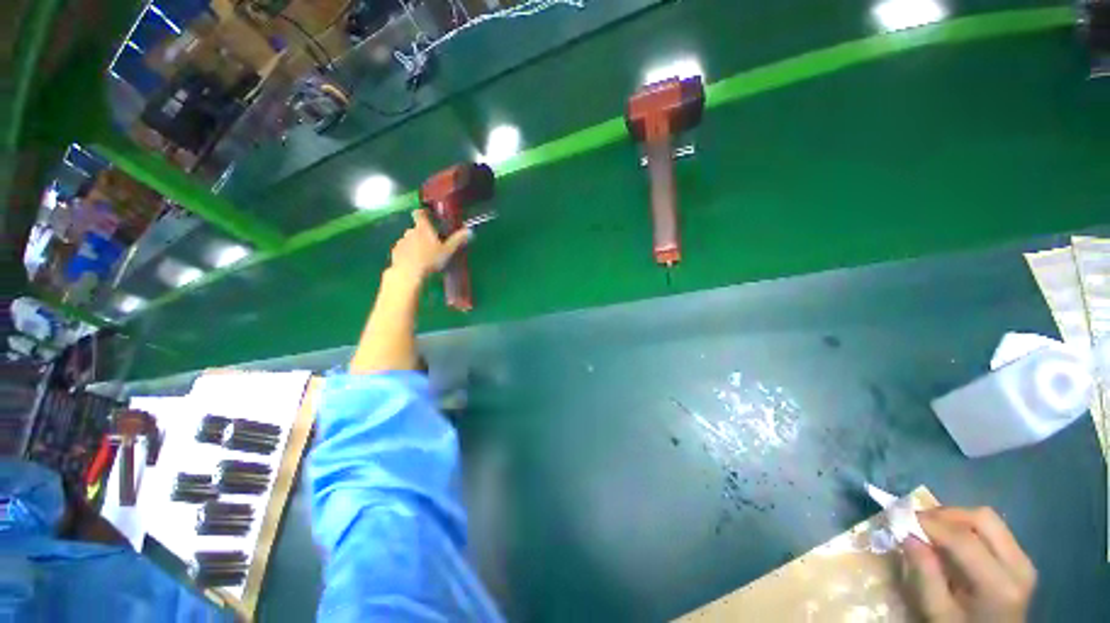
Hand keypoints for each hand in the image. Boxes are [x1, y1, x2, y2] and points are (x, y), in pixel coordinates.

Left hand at [388, 209, 470, 282]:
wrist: (409, 274)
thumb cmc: (430, 259)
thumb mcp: (448, 250)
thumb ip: (457, 240)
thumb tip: (469, 230)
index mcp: (423, 228)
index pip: (420, 214)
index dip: (424, 213)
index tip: (428, 216)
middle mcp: (410, 231)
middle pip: (416, 228)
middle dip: (423, 234)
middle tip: (433, 245)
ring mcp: (401, 242)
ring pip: (410, 239)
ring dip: (416, 244)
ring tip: (424, 256)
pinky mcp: (395, 252)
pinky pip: (403, 249)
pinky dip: (409, 253)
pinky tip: (415, 263)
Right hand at [902, 507, 1036, 622]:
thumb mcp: (938, 613)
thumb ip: (925, 576)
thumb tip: (907, 536)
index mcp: (999, 584)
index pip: (964, 540)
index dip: (931, 524)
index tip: (900, 517)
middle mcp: (1018, 565)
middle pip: (983, 519)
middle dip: (946, 514)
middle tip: (917, 520)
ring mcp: (1023, 561)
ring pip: (988, 520)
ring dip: (956, 519)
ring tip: (931, 529)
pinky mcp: (1019, 560)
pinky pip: (993, 531)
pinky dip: (966, 528)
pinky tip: (951, 540)